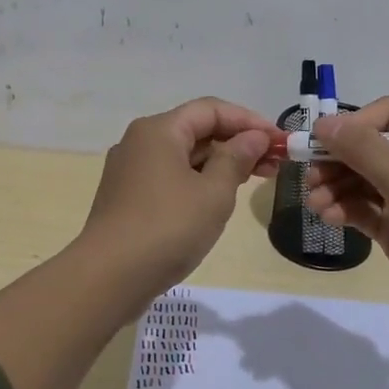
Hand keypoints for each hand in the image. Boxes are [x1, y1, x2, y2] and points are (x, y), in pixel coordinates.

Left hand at [80, 97, 279, 295]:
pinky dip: (199, 180)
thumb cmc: (167, 228)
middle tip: (275, 163)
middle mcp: (140, 142)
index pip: (211, 110)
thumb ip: (236, 159)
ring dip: (220, 163)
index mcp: (159, 130)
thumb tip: (254, 138)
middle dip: (237, 142)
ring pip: (184, 155)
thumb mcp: (213, 193)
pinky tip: (219, 197)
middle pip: (196, 130)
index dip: (249, 121)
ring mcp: (130, 170)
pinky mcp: (128, 197)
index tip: (280, 141)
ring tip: (255, 179)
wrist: (108, 278)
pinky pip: (170, 176)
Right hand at [303, 96, 388, 339]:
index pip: (388, 117)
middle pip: (369, 149)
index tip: (322, 141)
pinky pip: (362, 210)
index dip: (354, 125)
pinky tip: (328, 217)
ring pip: (361, 181)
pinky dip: (343, 209)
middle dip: (337, 159)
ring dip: (334, 186)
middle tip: (309, 176)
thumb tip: (323, 123)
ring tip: (315, 202)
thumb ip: (366, 152)